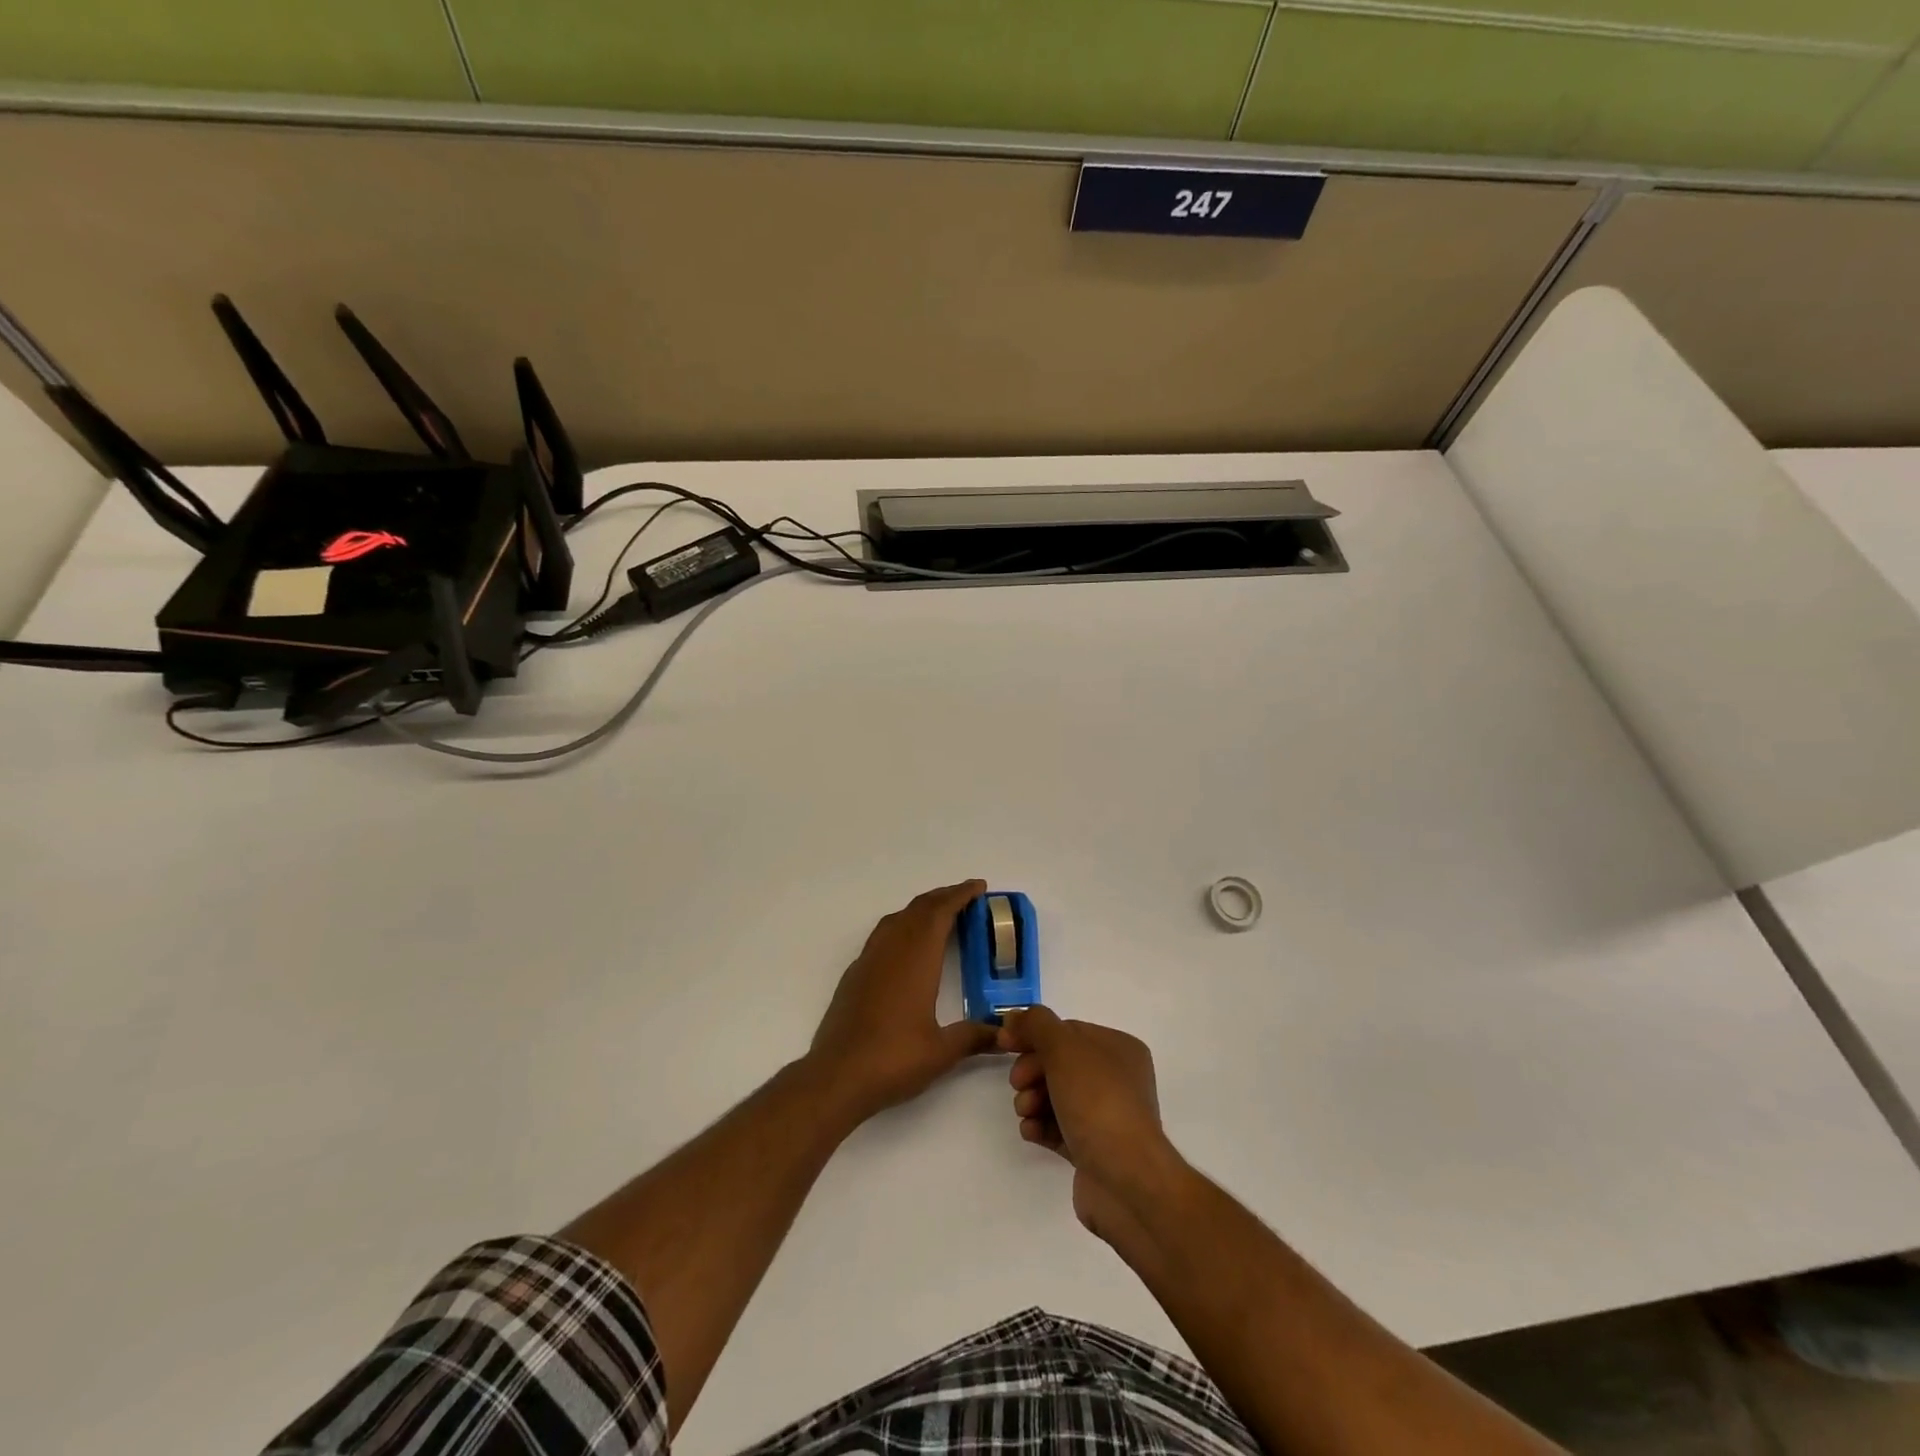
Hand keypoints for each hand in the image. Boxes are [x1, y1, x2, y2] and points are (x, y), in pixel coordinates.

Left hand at [807, 880, 999, 1125]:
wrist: (836, 1077)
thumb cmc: (893, 1060)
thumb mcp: (942, 1051)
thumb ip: (974, 1037)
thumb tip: (1004, 1033)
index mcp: (916, 959)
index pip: (940, 913)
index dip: (960, 895)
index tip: (978, 887)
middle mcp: (891, 951)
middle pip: (918, 909)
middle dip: (943, 897)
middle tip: (967, 897)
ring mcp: (868, 961)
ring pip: (897, 919)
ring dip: (920, 910)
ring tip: (941, 916)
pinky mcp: (855, 975)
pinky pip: (882, 935)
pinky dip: (902, 926)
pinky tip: (908, 948)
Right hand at [997, 1006, 1181, 1240]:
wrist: (1126, 1180)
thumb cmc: (1098, 1102)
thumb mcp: (1064, 1048)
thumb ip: (1037, 1024)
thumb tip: (1015, 1017)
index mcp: (1119, 1048)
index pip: (1067, 1031)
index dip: (1034, 1035)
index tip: (1005, 1045)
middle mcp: (1117, 1079)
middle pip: (1059, 1063)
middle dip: (1032, 1071)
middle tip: (1018, 1084)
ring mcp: (1106, 1116)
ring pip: (1056, 1096)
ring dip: (1032, 1100)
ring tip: (1026, 1113)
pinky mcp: (1093, 1150)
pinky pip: (1059, 1128)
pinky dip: (1041, 1126)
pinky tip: (1031, 1132)